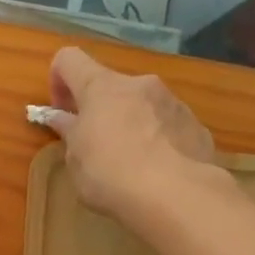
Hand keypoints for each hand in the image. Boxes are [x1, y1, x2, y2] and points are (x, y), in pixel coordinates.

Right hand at [40, 47, 222, 223]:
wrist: (175, 195)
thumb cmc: (110, 175)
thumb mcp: (76, 159)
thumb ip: (69, 132)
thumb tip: (62, 118)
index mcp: (101, 86)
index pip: (69, 59)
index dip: (58, 80)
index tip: (61, 112)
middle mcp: (138, 84)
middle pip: (110, 86)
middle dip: (99, 110)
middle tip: (95, 147)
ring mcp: (172, 101)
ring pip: (142, 105)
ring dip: (131, 124)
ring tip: (131, 164)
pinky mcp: (195, 125)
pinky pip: (167, 125)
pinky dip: (158, 141)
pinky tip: (158, 173)